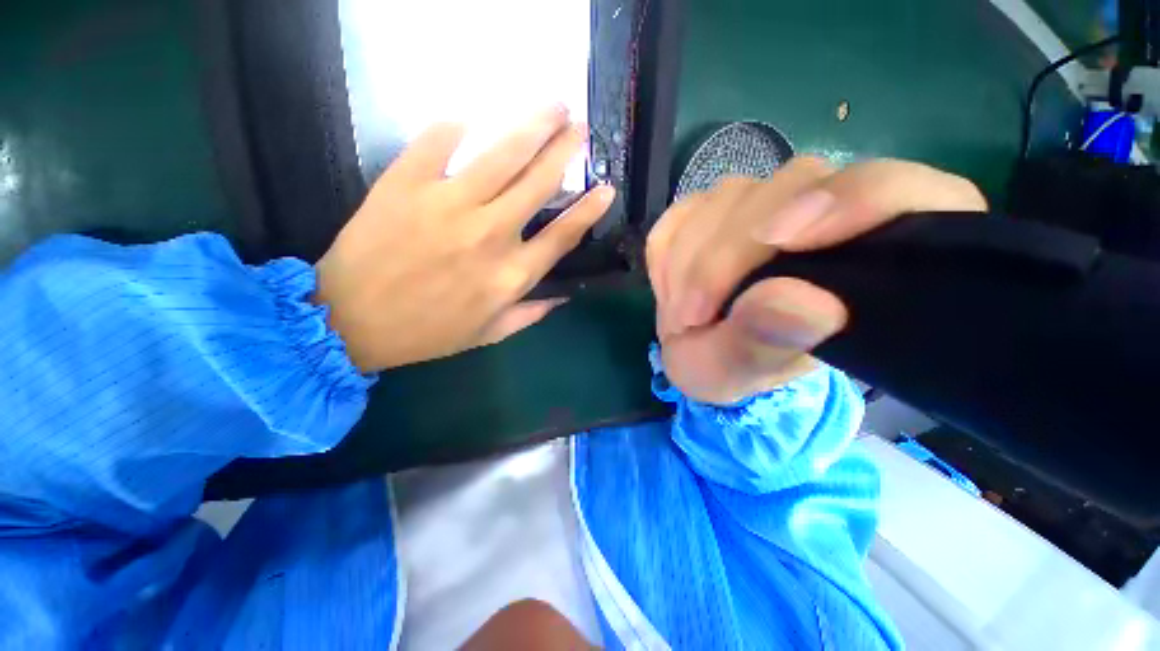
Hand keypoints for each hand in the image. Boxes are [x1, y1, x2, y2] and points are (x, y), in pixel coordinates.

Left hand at [315, 106, 614, 372]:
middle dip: (565, 150)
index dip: (588, 209)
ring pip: (503, 154)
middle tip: (580, 127)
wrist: (349, 321)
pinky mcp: (406, 183)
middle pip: (539, 183)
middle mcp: (490, 236)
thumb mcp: (488, 335)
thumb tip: (563, 295)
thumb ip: (530, 314)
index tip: (606, 187)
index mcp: (511, 276)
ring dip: (533, 125)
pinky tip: (472, 117)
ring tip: (553, 105)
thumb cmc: (427, 332)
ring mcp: (448, 205)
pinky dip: (457, 125)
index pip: (562, 235)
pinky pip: (439, 141)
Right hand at [646, 158, 986, 404]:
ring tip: (680, 314)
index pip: (895, 191)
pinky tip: (671, 290)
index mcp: (869, 252)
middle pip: (790, 186)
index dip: (851, 199)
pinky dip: (666, 254)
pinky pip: (683, 212)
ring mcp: (763, 204)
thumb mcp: (744, 373)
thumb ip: (768, 342)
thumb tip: (802, 302)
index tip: (783, 241)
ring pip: (727, 197)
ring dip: (688, 261)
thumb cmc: (738, 368)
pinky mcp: (713, 210)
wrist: (702, 352)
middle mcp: (821, 211)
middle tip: (691, 316)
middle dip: (724, 256)